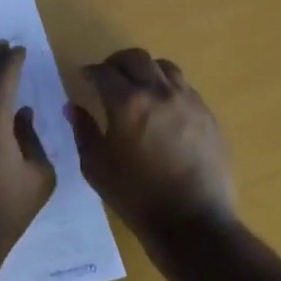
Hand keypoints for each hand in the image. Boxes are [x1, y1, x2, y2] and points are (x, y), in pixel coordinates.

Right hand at [67, 49, 235, 243]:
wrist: (193, 222)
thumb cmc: (136, 196)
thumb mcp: (96, 167)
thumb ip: (83, 131)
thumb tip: (73, 107)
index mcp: (127, 103)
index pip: (103, 72)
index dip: (90, 72)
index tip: (84, 78)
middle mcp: (159, 92)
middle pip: (136, 58)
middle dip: (117, 62)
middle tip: (108, 77)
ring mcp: (188, 101)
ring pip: (164, 67)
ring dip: (146, 70)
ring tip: (139, 86)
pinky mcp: (208, 115)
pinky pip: (185, 88)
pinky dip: (168, 88)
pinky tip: (163, 108)